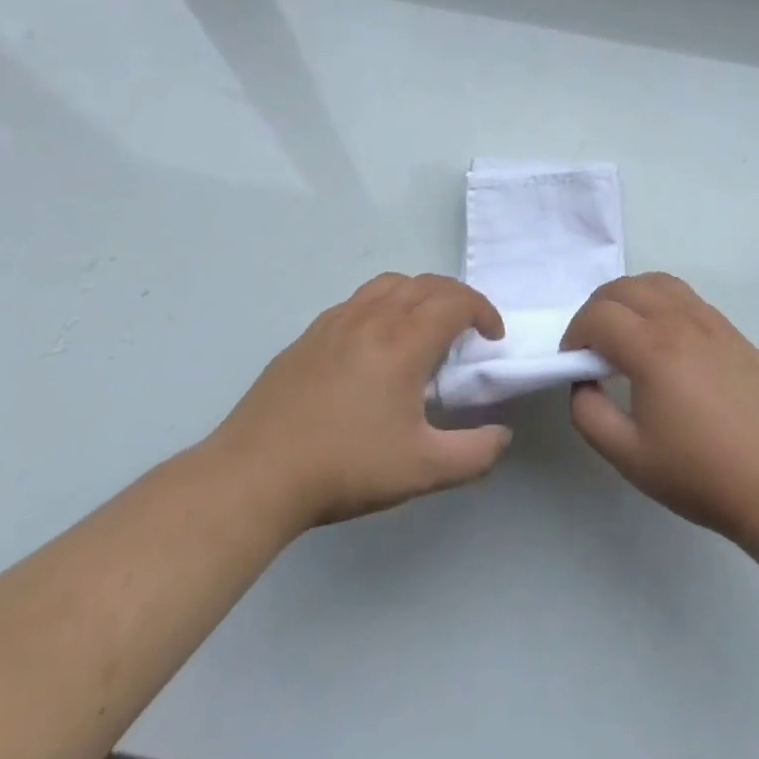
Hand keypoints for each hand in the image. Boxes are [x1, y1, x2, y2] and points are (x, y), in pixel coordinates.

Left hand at [209, 274, 511, 531]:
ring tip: (424, 327)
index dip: (483, 311)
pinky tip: (376, 343)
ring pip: (390, 283)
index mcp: (404, 340)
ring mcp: (336, 321)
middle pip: (427, 283)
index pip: (456, 301)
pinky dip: (385, 304)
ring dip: (420, 294)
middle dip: (457, 298)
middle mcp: (373, 317)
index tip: (492, 338)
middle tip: (468, 330)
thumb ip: (473, 454)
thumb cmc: (345, 467)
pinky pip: (359, 300)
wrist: (255, 474)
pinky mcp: (309, 334)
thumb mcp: (421, 470)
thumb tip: (503, 436)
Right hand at [559, 274, 758, 546]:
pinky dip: (661, 302)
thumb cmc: (701, 473)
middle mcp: (680, 321)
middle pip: (624, 288)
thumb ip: (589, 414)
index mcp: (652, 348)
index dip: (574, 333)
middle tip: (592, 346)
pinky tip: (664, 340)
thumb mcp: (629, 456)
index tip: (573, 362)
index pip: (598, 315)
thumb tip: (583, 382)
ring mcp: (711, 321)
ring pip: (658, 282)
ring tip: (626, 334)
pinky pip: (686, 296)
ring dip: (630, 298)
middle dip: (597, 309)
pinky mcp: (732, 331)